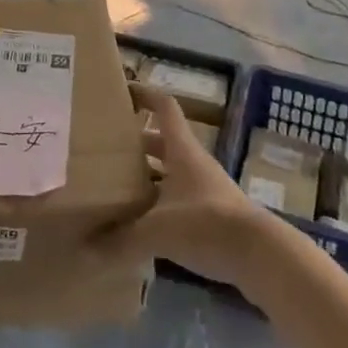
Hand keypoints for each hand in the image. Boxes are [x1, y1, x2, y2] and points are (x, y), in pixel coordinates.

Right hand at [100, 84, 268, 287]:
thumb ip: (121, 240)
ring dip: (148, 175)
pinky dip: (160, 205)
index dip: (145, 94)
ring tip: (117, 187)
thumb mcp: (158, 231)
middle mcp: (193, 163)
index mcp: (181, 150)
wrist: (262, 256)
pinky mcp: (213, 216)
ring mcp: (206, 189)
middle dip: (136, 143)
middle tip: (106, 148)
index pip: (164, 108)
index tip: (122, 91)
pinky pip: (179, 200)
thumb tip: (86, 250)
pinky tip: (143, 225)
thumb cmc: (207, 224)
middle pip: (162, 142)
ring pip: (170, 172)